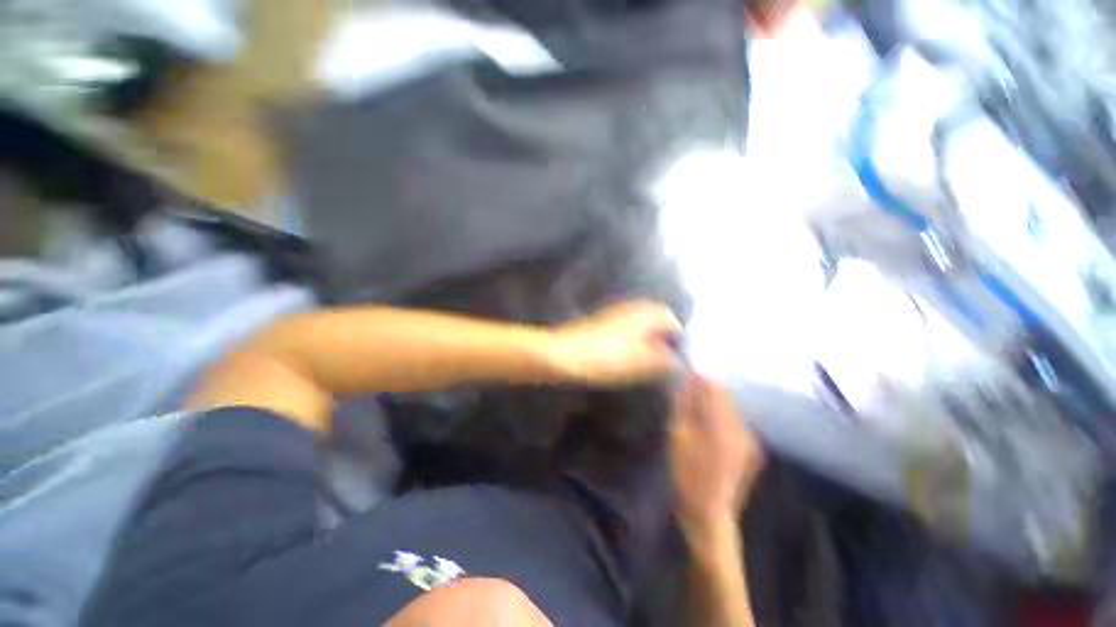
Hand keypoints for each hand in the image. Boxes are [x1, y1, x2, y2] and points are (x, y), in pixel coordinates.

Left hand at [547, 301, 681, 385]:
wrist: (562, 354)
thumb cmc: (605, 358)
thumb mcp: (640, 363)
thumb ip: (664, 360)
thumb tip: (679, 361)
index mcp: (643, 315)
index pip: (669, 317)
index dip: (678, 334)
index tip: (679, 354)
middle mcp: (630, 310)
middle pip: (654, 316)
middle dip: (663, 333)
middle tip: (666, 356)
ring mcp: (613, 315)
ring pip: (639, 321)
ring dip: (648, 335)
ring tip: (650, 357)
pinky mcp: (600, 324)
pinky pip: (625, 327)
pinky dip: (633, 338)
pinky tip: (629, 354)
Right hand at [670, 374, 765, 538]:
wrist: (709, 515)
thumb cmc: (687, 474)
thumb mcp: (679, 436)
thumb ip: (686, 405)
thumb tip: (690, 380)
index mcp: (724, 424)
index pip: (717, 388)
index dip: (701, 378)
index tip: (686, 373)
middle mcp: (743, 429)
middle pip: (726, 397)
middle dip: (708, 389)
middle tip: (687, 391)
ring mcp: (749, 441)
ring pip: (731, 409)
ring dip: (714, 403)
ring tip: (695, 407)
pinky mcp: (750, 451)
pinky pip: (735, 423)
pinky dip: (721, 418)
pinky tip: (708, 427)